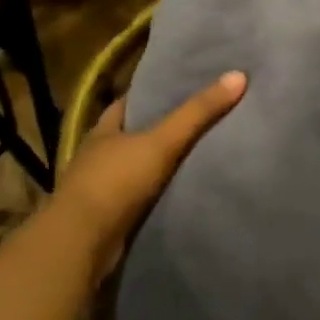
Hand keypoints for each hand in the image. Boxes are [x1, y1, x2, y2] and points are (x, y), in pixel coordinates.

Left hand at [49, 71, 246, 264]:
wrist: (81, 243)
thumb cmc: (116, 182)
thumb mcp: (162, 141)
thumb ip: (198, 112)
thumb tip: (238, 75)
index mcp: (103, 131)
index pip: (127, 104)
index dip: (151, 94)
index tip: (180, 88)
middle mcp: (96, 156)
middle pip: (131, 135)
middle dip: (158, 130)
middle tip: (198, 120)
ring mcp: (98, 189)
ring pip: (133, 168)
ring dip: (156, 165)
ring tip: (196, 155)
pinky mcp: (106, 218)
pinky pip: (137, 198)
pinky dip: (155, 194)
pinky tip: (178, 192)